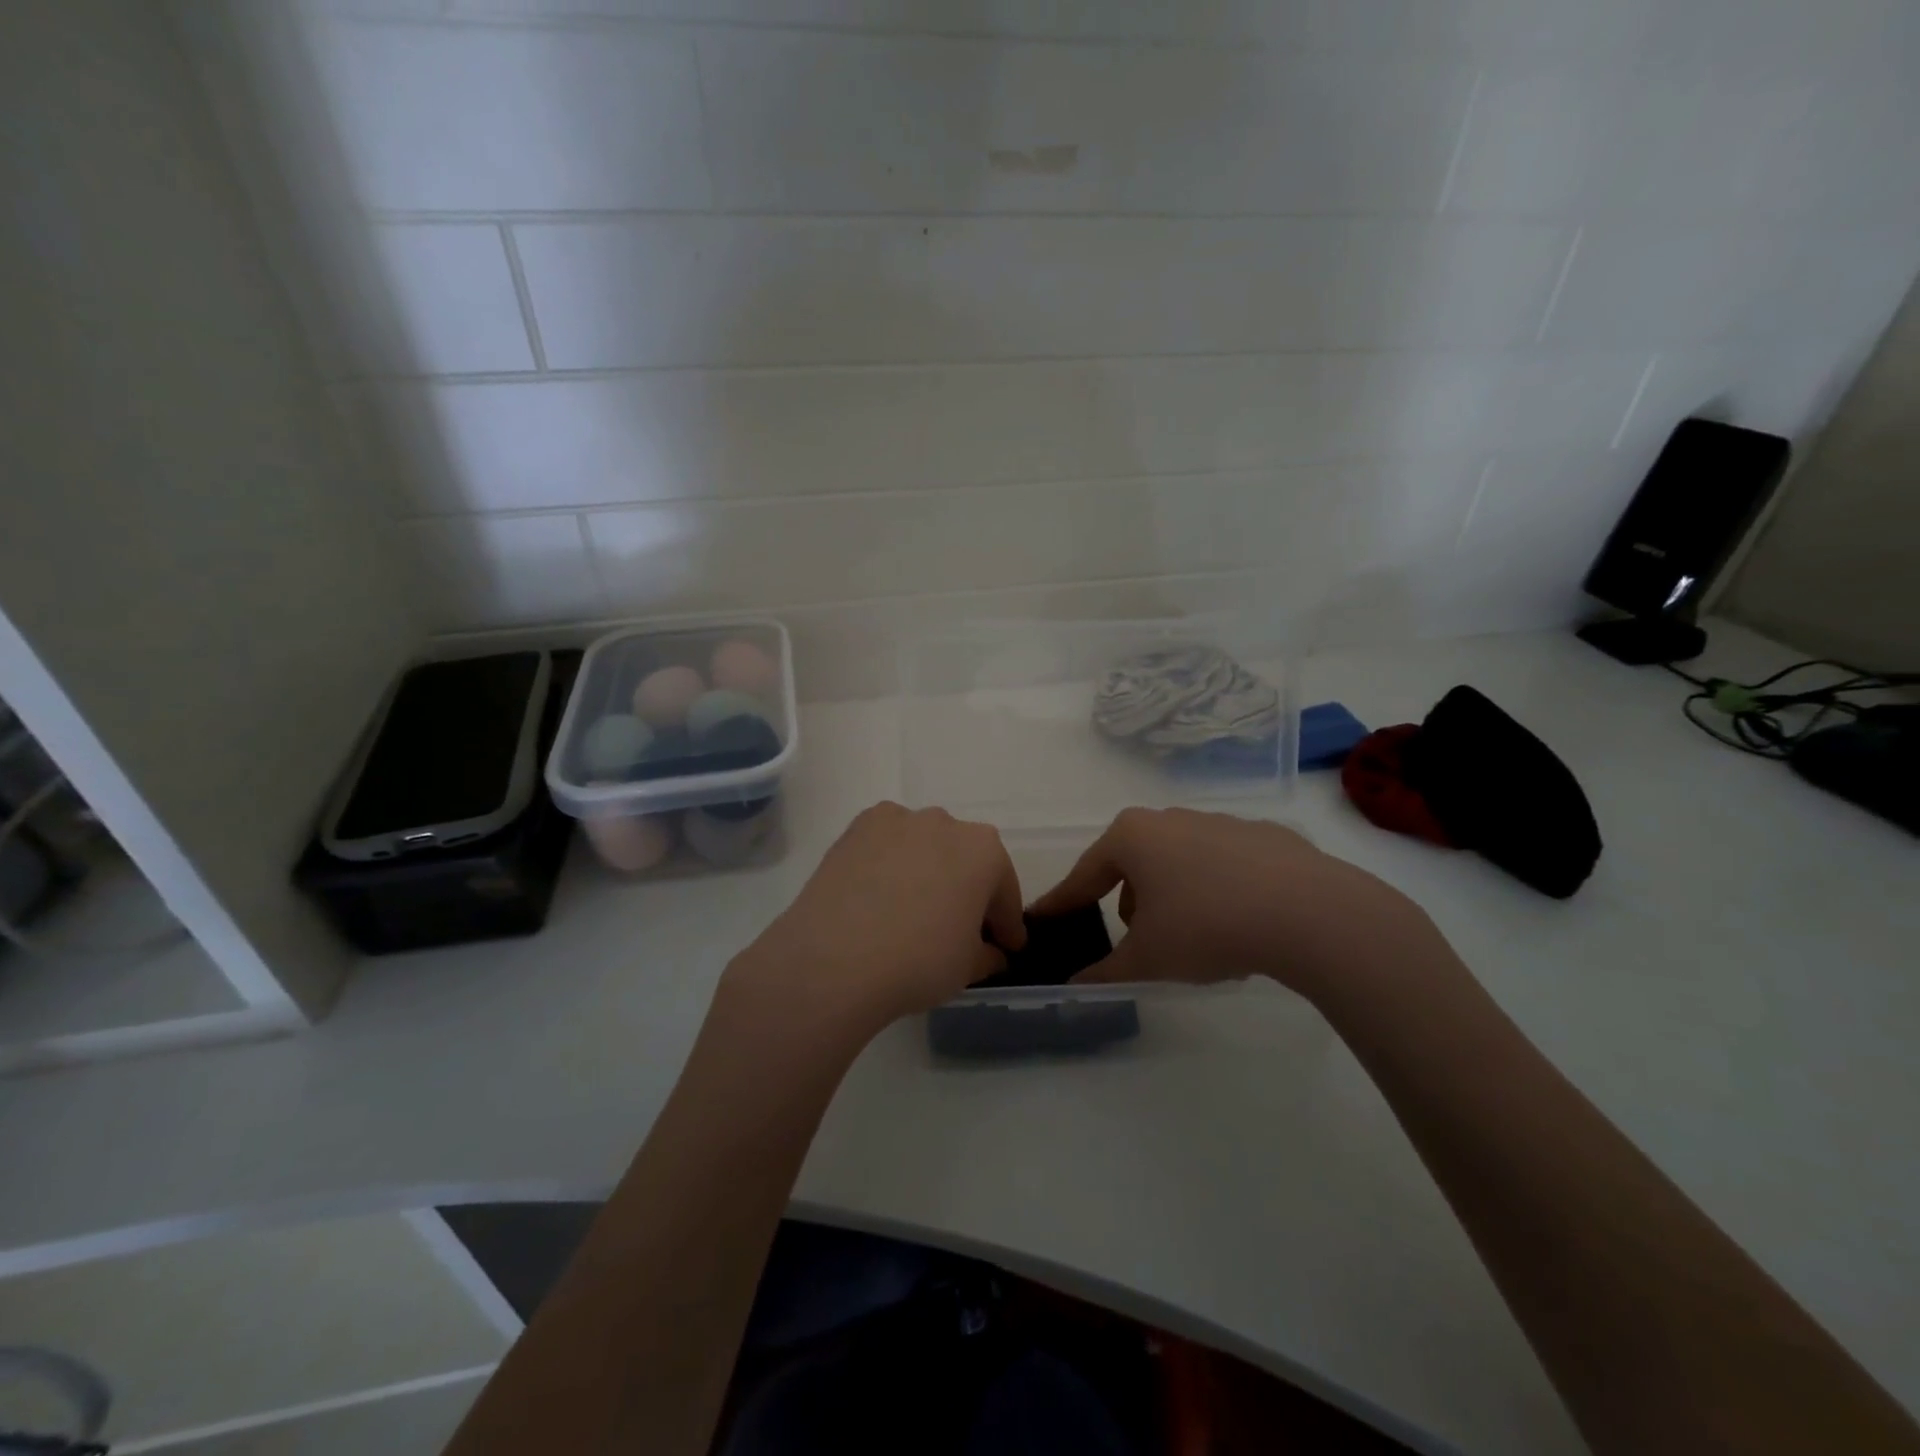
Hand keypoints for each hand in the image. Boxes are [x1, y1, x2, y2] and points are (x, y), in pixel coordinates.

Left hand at [721, 802, 1025, 1044]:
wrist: (834, 959)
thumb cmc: (918, 961)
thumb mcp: (968, 968)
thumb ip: (988, 954)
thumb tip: (992, 952)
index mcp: (984, 850)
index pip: (1004, 889)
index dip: (1007, 923)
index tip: (1007, 947)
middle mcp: (944, 822)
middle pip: (964, 860)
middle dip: (967, 890)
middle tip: (960, 929)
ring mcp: (896, 820)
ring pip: (924, 847)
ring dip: (927, 872)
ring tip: (912, 910)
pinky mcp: (856, 828)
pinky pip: (886, 845)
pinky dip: (890, 864)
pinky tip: (879, 896)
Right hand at [1029, 807, 1446, 1005]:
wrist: (1310, 913)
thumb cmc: (1206, 927)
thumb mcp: (1147, 959)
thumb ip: (1104, 973)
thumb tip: (1075, 986)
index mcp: (1132, 837)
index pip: (1084, 875)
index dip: (1062, 902)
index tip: (1043, 919)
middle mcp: (1170, 818)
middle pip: (1132, 864)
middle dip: (1127, 902)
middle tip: (1136, 941)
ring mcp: (1220, 822)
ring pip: (1178, 862)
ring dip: (1172, 897)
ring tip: (1193, 939)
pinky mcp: (1264, 836)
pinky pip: (1223, 866)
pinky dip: (1217, 890)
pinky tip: (1239, 924)